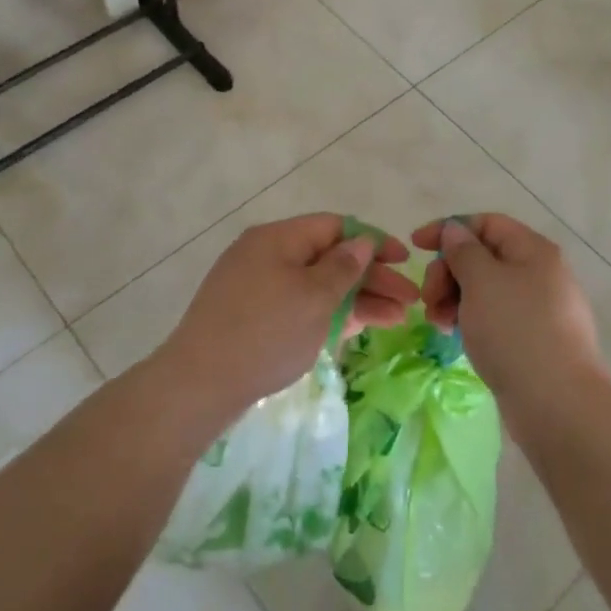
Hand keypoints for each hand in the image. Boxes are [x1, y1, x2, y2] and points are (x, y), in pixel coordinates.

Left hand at [155, 213, 414, 422]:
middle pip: (328, 257)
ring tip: (396, 320)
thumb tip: (361, 241)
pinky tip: (359, 327)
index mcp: (277, 238)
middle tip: (409, 302)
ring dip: (357, 299)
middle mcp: (266, 255)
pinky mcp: (254, 318)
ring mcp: (258, 288)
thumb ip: (343, 267)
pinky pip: (299, 306)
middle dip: (371, 278)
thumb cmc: (265, 333)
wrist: (200, 384)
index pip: (335, 226)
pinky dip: (329, 314)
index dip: (373, 242)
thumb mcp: (313, 297)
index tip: (405, 262)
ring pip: (316, 286)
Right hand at [412, 214, 607, 427]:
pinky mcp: (534, 340)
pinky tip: (456, 337)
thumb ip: (463, 250)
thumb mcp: (481, 281)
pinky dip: (471, 320)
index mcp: (533, 250)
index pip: (485, 223)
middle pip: (483, 256)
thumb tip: (456, 230)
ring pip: (486, 289)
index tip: (415, 247)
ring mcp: (540, 309)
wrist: (557, 403)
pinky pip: (495, 317)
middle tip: (428, 298)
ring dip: (454, 298)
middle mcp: (540, 273)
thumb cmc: (515, 331)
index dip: (448, 229)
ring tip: (438, 323)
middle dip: (448, 271)